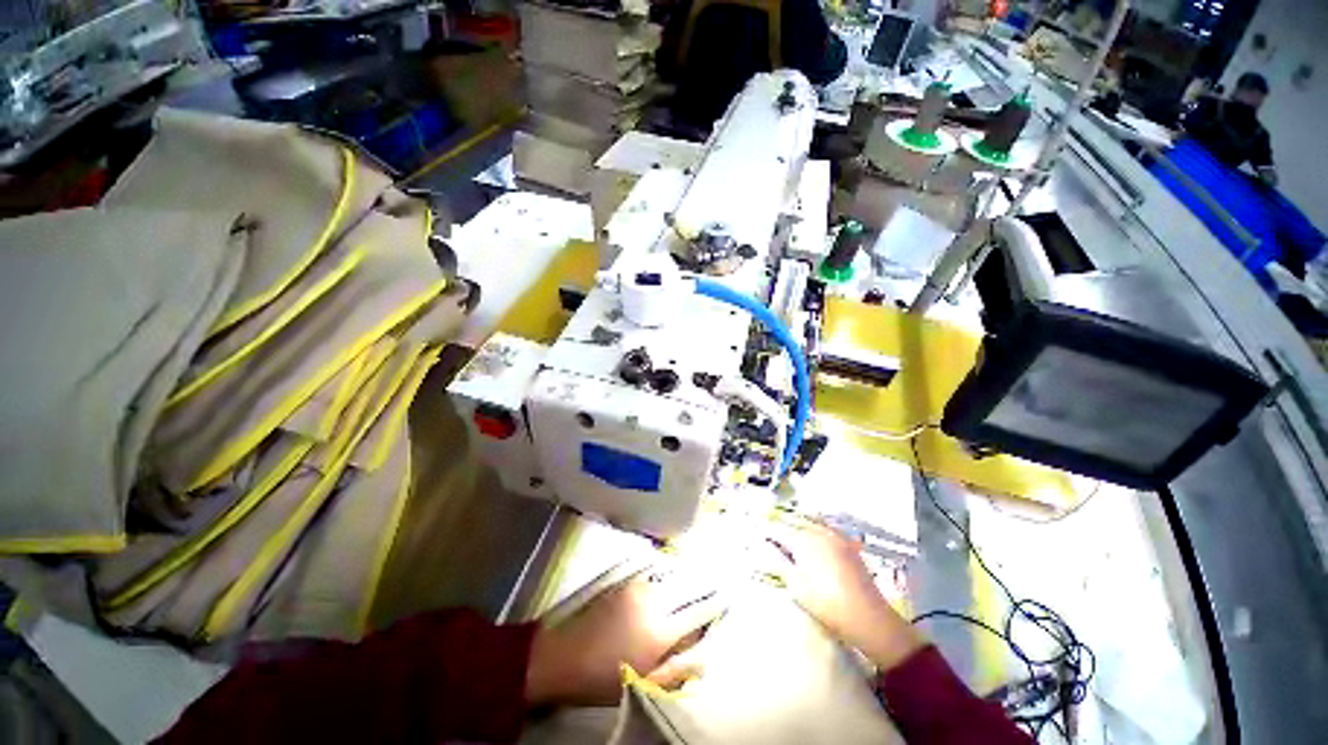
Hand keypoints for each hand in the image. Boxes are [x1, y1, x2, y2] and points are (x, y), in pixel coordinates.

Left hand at [525, 570, 724, 706]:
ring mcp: (638, 588)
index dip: (717, 603)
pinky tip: (670, 580)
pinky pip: (655, 576)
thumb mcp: (644, 684)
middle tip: (723, 576)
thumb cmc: (604, 678)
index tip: (730, 595)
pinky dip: (667, 578)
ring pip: (672, 578)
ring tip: (701, 574)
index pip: (699, 611)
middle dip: (707, 582)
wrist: (564, 656)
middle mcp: (654, 601)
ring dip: (687, 577)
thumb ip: (678, 670)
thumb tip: (706, 656)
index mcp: (662, 631)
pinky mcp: (625, 583)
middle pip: (689, 586)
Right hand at [768, 521, 923, 671]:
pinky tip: (812, 534)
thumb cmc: (828, 605)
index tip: (755, 532)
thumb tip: (764, 547)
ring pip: (810, 521)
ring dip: (797, 522)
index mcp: (803, 541)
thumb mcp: (797, 587)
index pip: (778, 529)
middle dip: (780, 524)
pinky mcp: (847, 543)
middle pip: (794, 521)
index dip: (765, 530)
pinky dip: (815, 526)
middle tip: (769, 532)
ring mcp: (835, 535)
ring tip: (788, 530)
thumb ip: (779, 563)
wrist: (869, 618)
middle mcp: (819, 531)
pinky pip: (826, 526)